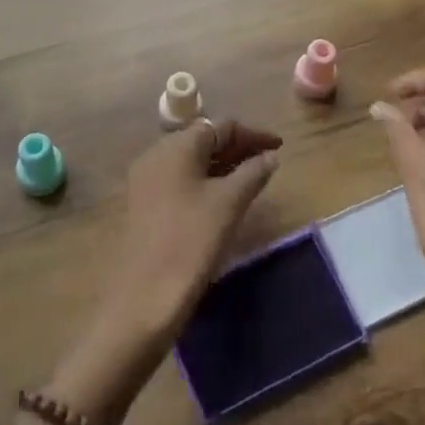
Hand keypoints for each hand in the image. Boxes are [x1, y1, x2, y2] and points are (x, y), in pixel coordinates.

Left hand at [99, 119, 282, 349]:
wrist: (144, 297)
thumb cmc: (191, 240)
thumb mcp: (229, 203)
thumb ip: (253, 173)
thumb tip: (269, 156)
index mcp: (175, 146)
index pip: (220, 126)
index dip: (252, 134)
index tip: (279, 145)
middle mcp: (156, 155)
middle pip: (204, 140)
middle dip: (237, 147)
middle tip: (268, 161)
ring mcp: (147, 180)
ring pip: (192, 161)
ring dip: (222, 165)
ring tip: (252, 178)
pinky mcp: (145, 204)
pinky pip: (181, 180)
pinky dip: (206, 181)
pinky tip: (224, 198)